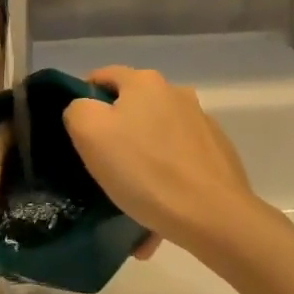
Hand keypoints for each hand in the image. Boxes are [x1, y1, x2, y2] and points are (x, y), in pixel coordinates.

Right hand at [63, 67, 260, 253]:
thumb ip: (77, 110)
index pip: (102, 77)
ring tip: (129, 199)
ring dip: (140, 162)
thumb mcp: (90, 133)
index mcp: (144, 81)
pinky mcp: (217, 154)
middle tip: (101, 167)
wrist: (214, 216)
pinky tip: (156, 213)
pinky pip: (178, 162)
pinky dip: (164, 180)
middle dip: (115, 134)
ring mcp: (201, 123)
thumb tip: (85, 110)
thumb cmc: (145, 169)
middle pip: (131, 108)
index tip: (76, 134)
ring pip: (155, 138)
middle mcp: (175, 93)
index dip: (83, 100)